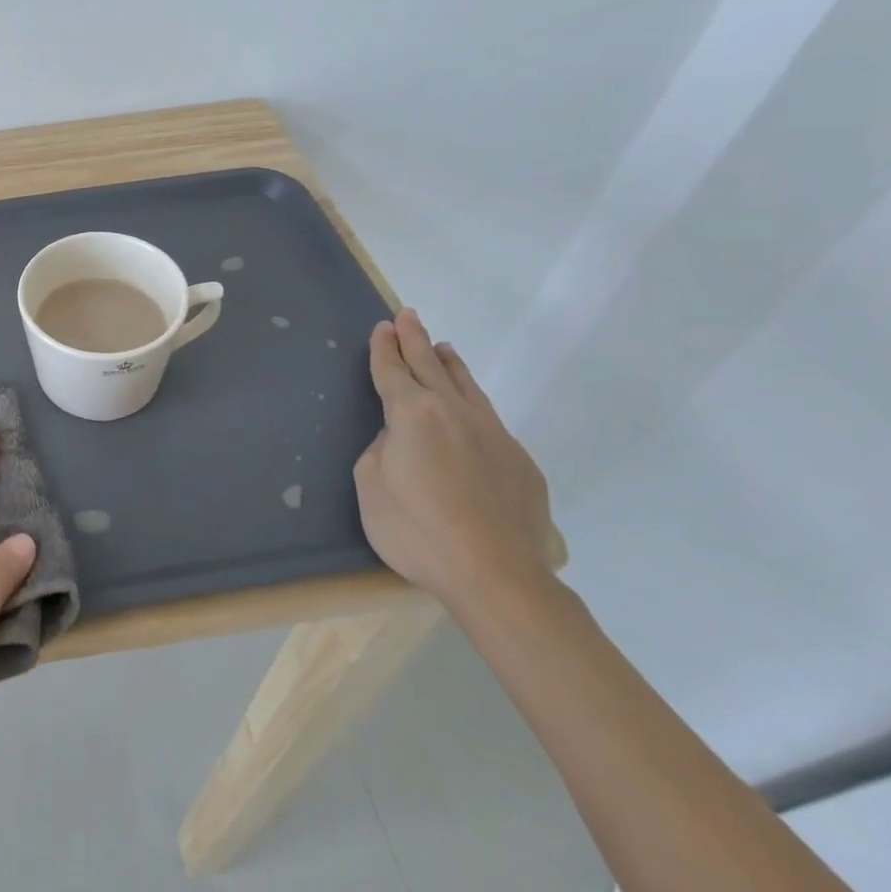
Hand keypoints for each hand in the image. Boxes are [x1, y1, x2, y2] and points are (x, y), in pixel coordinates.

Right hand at [353, 308, 554, 610]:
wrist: (496, 575)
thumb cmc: (415, 529)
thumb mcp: (371, 485)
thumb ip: (382, 450)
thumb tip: (400, 440)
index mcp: (412, 414)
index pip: (392, 371)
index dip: (385, 349)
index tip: (383, 327)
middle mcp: (454, 413)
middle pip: (430, 367)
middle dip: (415, 340)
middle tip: (408, 316)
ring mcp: (493, 436)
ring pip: (467, 387)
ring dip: (450, 364)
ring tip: (444, 347)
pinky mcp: (519, 463)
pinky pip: (489, 420)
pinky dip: (472, 403)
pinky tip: (471, 411)